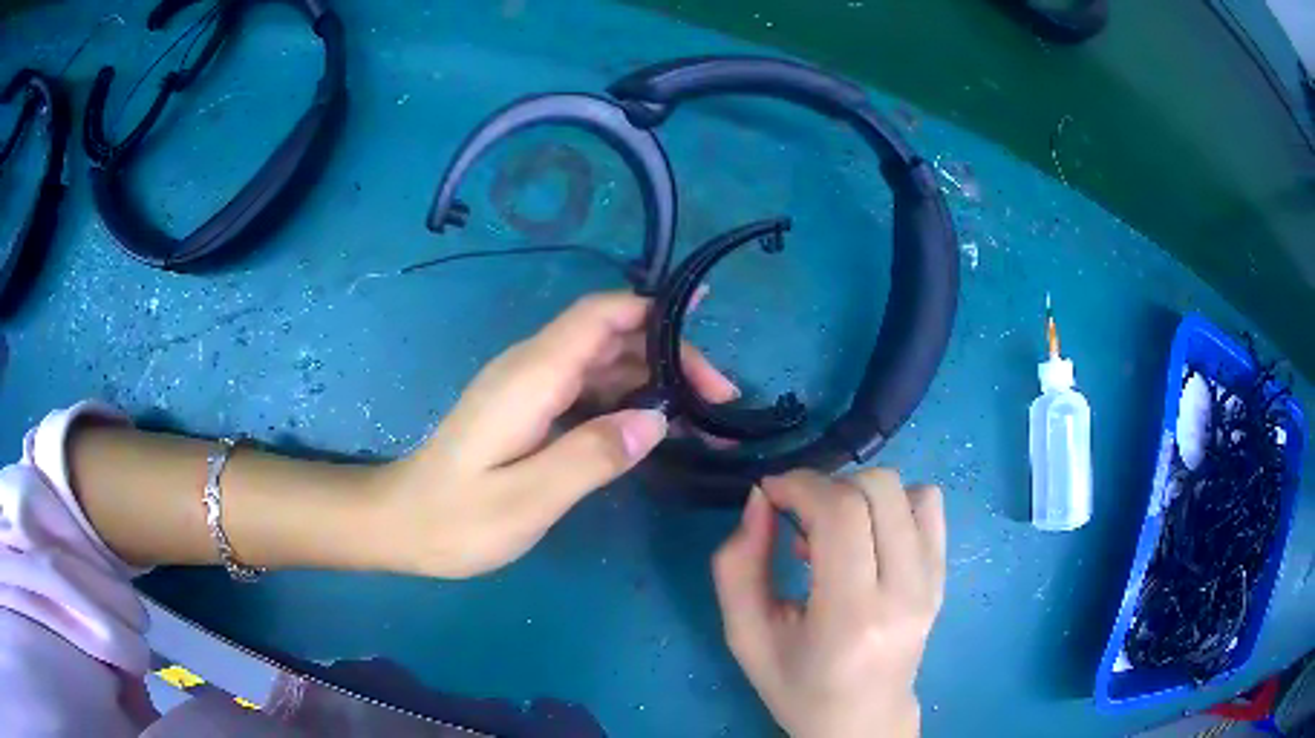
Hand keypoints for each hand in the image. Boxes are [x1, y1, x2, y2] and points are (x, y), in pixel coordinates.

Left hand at [371, 292, 735, 577]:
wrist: (402, 524)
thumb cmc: (456, 518)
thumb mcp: (526, 499)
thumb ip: (590, 456)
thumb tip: (657, 419)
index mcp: (531, 377)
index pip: (600, 316)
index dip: (653, 308)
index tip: (705, 319)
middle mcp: (531, 369)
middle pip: (611, 336)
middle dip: (670, 355)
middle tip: (720, 400)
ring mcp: (529, 389)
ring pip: (604, 364)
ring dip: (655, 381)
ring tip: (703, 419)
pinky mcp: (529, 410)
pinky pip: (589, 390)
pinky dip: (628, 401)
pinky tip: (655, 429)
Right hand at [712, 469, 945, 737]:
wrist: (863, 720)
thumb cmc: (798, 687)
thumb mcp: (746, 637)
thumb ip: (738, 567)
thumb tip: (760, 499)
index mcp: (850, 617)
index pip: (841, 514)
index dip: (801, 485)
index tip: (771, 493)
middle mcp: (903, 593)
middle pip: (877, 490)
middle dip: (826, 486)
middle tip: (798, 520)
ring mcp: (931, 583)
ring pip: (907, 490)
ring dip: (860, 494)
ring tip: (836, 533)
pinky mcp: (943, 577)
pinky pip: (929, 506)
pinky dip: (894, 504)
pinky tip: (869, 536)